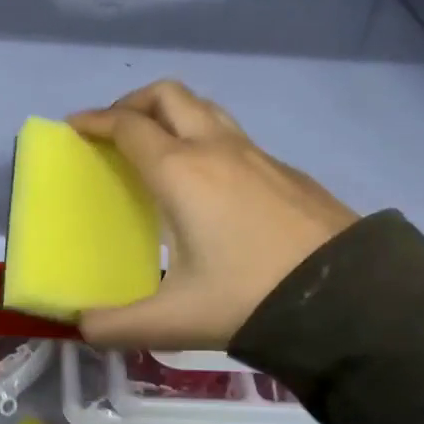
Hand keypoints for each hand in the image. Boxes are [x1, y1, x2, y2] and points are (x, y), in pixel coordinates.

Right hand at [68, 80, 357, 350]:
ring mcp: (257, 155)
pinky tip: (208, 183)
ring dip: (172, 113)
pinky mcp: (285, 170)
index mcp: (181, 173)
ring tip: (157, 147)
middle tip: (114, 130)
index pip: (128, 127)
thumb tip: (82, 327)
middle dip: (133, 102)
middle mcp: (216, 150)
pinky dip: (205, 138)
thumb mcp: (173, 321)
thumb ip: (116, 326)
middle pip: (168, 96)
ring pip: (205, 108)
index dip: (95, 120)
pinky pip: (233, 135)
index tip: (75, 126)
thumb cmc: (249, 298)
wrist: (348, 297)